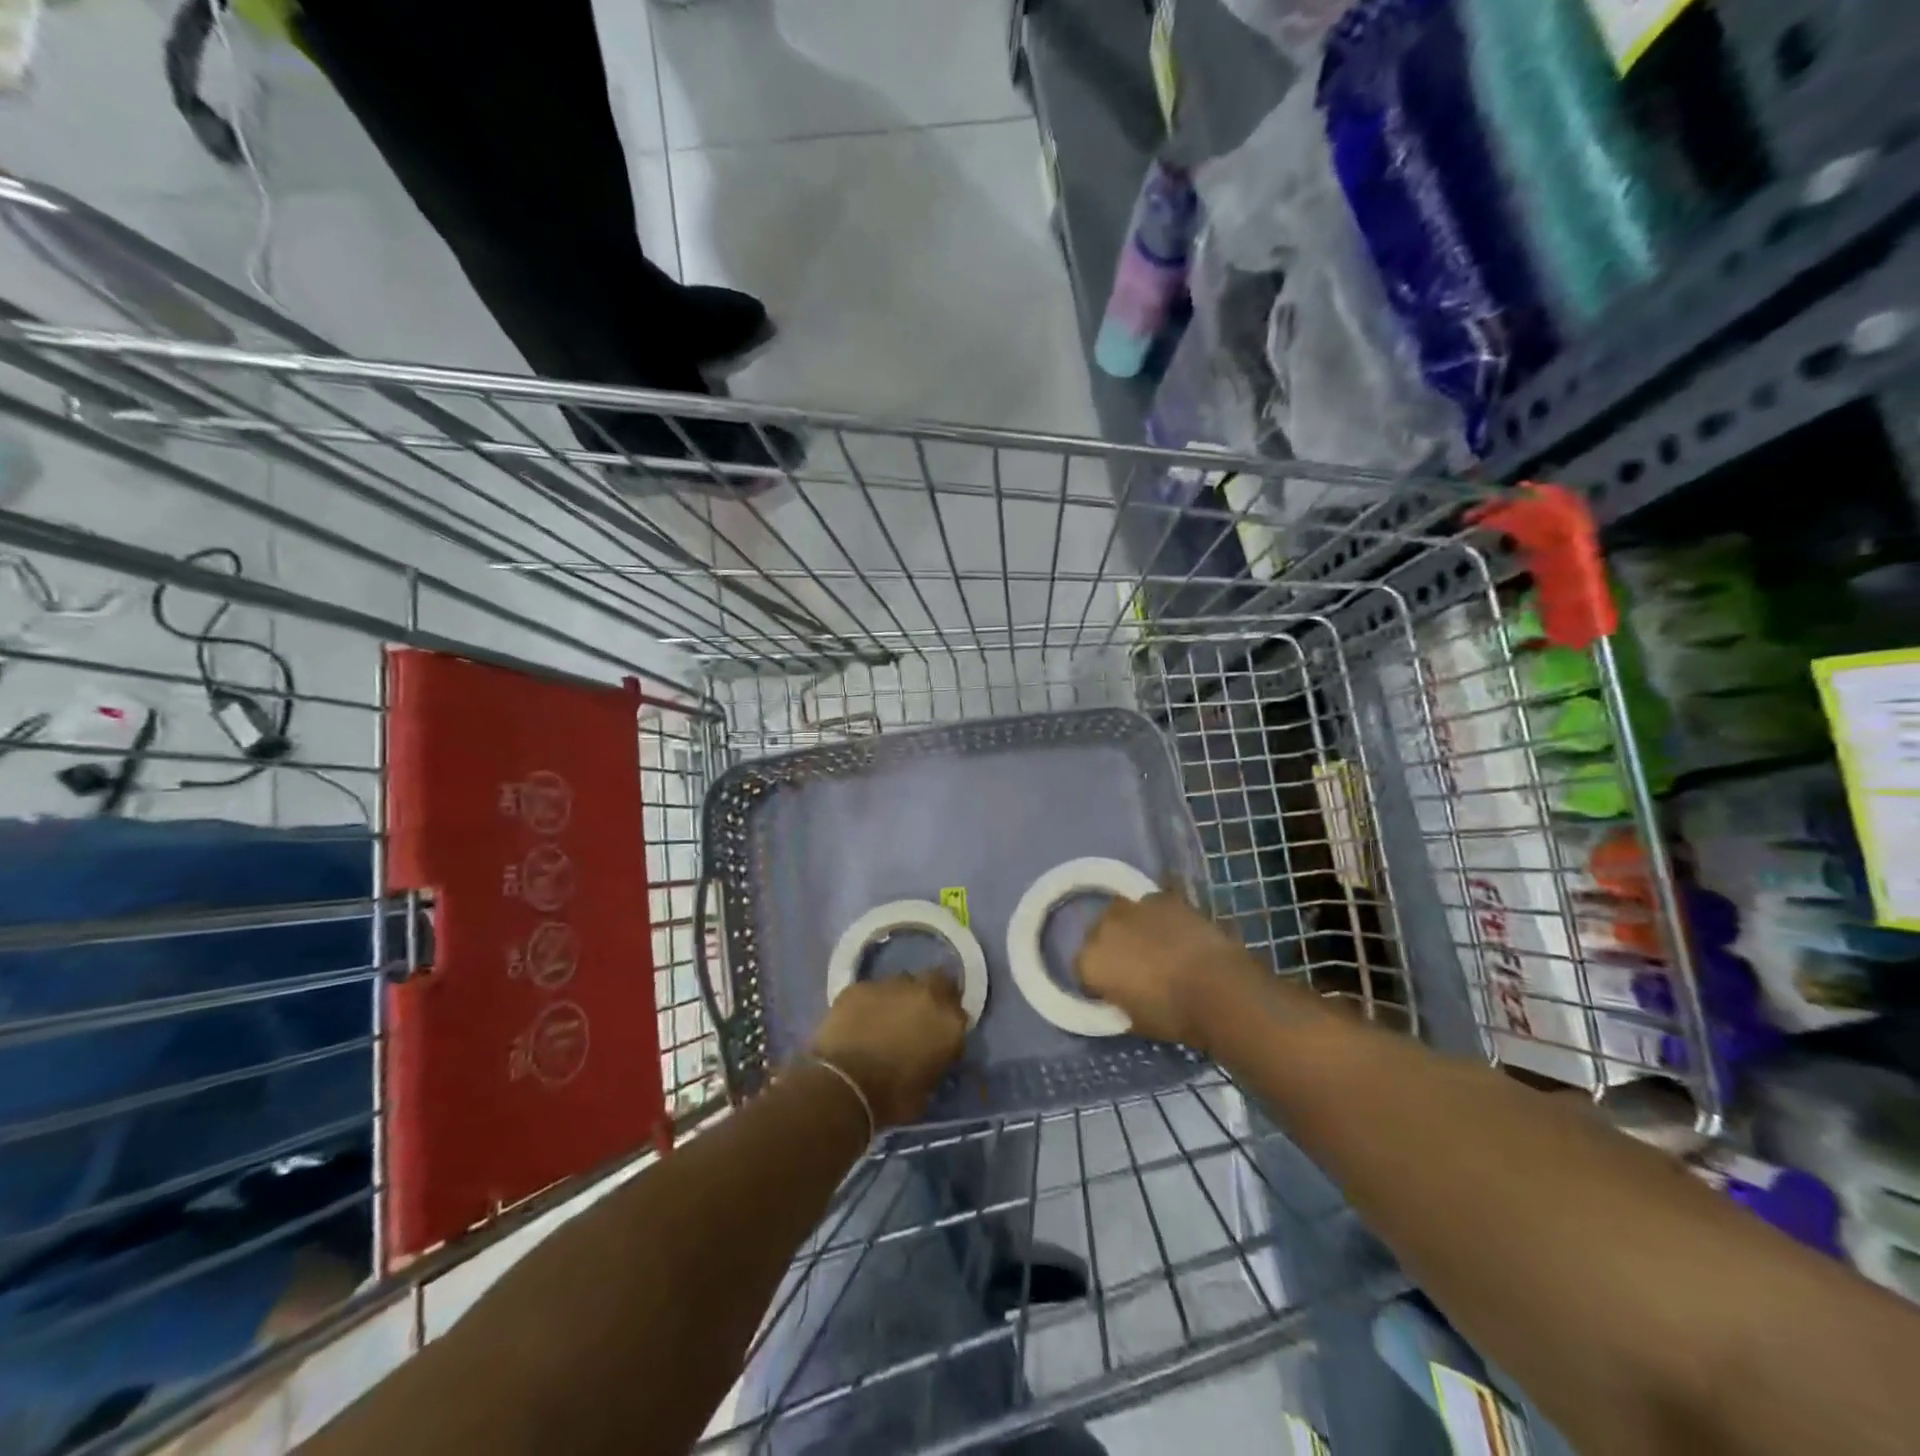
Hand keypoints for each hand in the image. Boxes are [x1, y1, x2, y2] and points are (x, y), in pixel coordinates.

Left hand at [807, 970, 967, 1128]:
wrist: (844, 1085)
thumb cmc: (893, 1096)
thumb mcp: (930, 1086)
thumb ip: (938, 1058)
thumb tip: (933, 1052)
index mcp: (948, 1020)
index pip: (959, 1008)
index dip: (949, 1018)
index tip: (939, 1032)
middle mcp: (924, 993)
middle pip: (935, 981)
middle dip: (930, 995)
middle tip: (917, 1017)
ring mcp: (890, 985)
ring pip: (901, 983)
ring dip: (898, 998)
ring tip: (884, 1020)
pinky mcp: (858, 987)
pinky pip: (870, 991)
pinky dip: (869, 1004)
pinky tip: (859, 1021)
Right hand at [1074, 891, 1260, 1051]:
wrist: (1218, 988)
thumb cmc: (1174, 1015)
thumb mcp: (1136, 1021)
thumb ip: (1120, 1000)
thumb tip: (1124, 991)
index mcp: (1090, 962)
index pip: (1083, 969)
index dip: (1098, 981)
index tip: (1114, 991)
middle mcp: (1103, 928)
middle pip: (1100, 934)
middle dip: (1112, 947)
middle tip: (1135, 966)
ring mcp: (1133, 908)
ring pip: (1124, 915)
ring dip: (1133, 927)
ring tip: (1157, 945)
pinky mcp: (1162, 897)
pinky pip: (1153, 906)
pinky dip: (1160, 917)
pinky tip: (1178, 932)